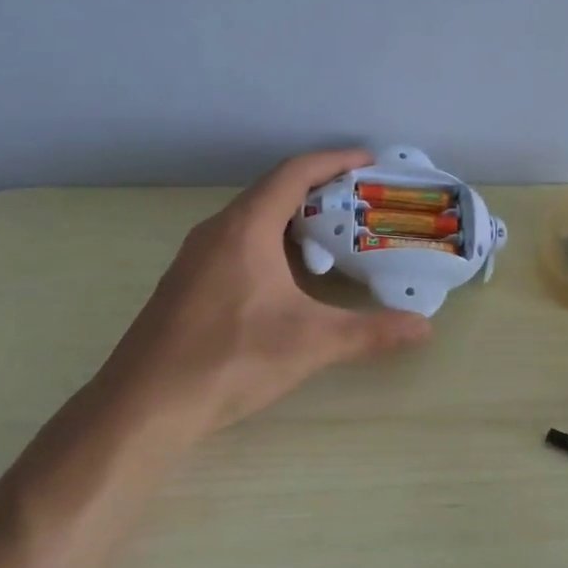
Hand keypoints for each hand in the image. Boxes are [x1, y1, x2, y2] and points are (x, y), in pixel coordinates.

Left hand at [95, 149, 431, 436]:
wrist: (143, 407)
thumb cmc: (229, 360)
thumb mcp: (311, 343)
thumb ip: (371, 332)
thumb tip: (425, 329)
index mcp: (245, 228)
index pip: (294, 173)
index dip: (334, 161)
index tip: (369, 162)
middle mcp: (217, 231)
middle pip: (274, 192)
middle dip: (320, 191)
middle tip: (361, 205)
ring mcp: (196, 258)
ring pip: (253, 220)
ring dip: (294, 219)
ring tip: (333, 237)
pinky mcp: (187, 284)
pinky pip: (238, 244)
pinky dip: (272, 243)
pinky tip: (290, 278)